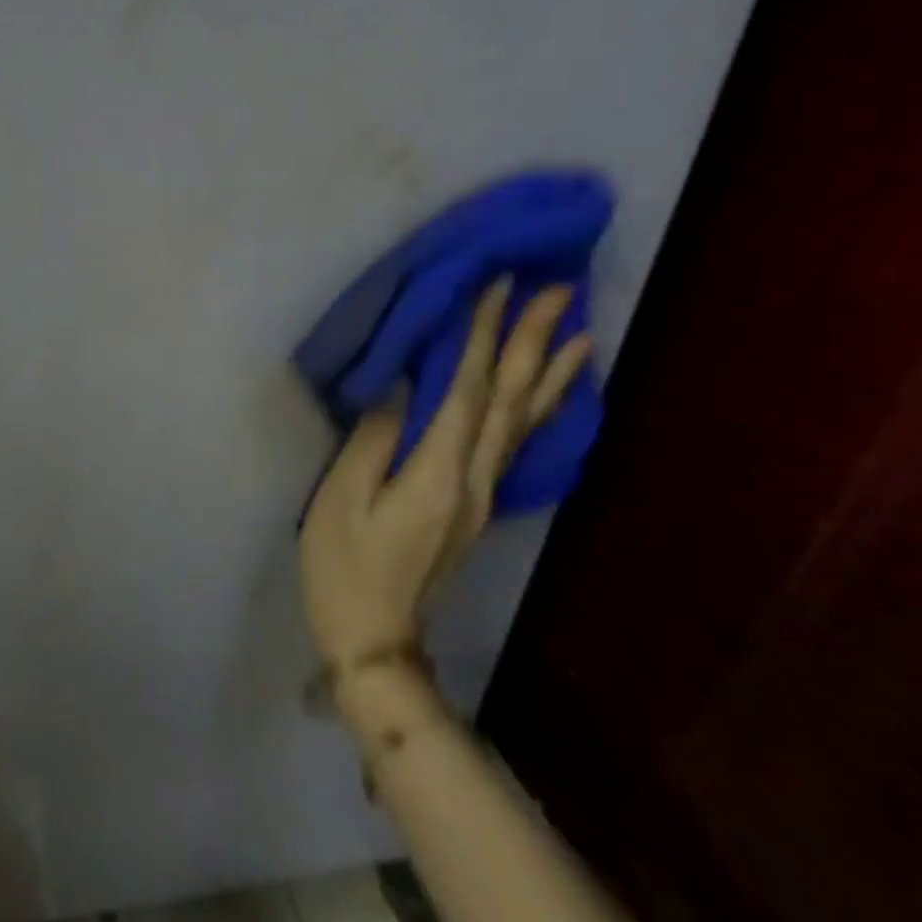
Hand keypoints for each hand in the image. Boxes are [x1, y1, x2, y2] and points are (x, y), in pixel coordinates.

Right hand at [298, 278, 589, 691]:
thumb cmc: (344, 562)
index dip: (483, 336)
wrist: (373, 634)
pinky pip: (515, 443)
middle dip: (534, 341)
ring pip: (525, 422)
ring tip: (578, 329)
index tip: (498, 286)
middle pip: (512, 401)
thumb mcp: (343, 497)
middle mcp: (474, 478)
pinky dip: (539, 409)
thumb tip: (405, 385)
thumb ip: (375, 437)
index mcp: (439, 473)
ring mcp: (481, 493)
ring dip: (550, 372)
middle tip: (560, 290)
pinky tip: (547, 392)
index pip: (468, 391)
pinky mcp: (473, 502)